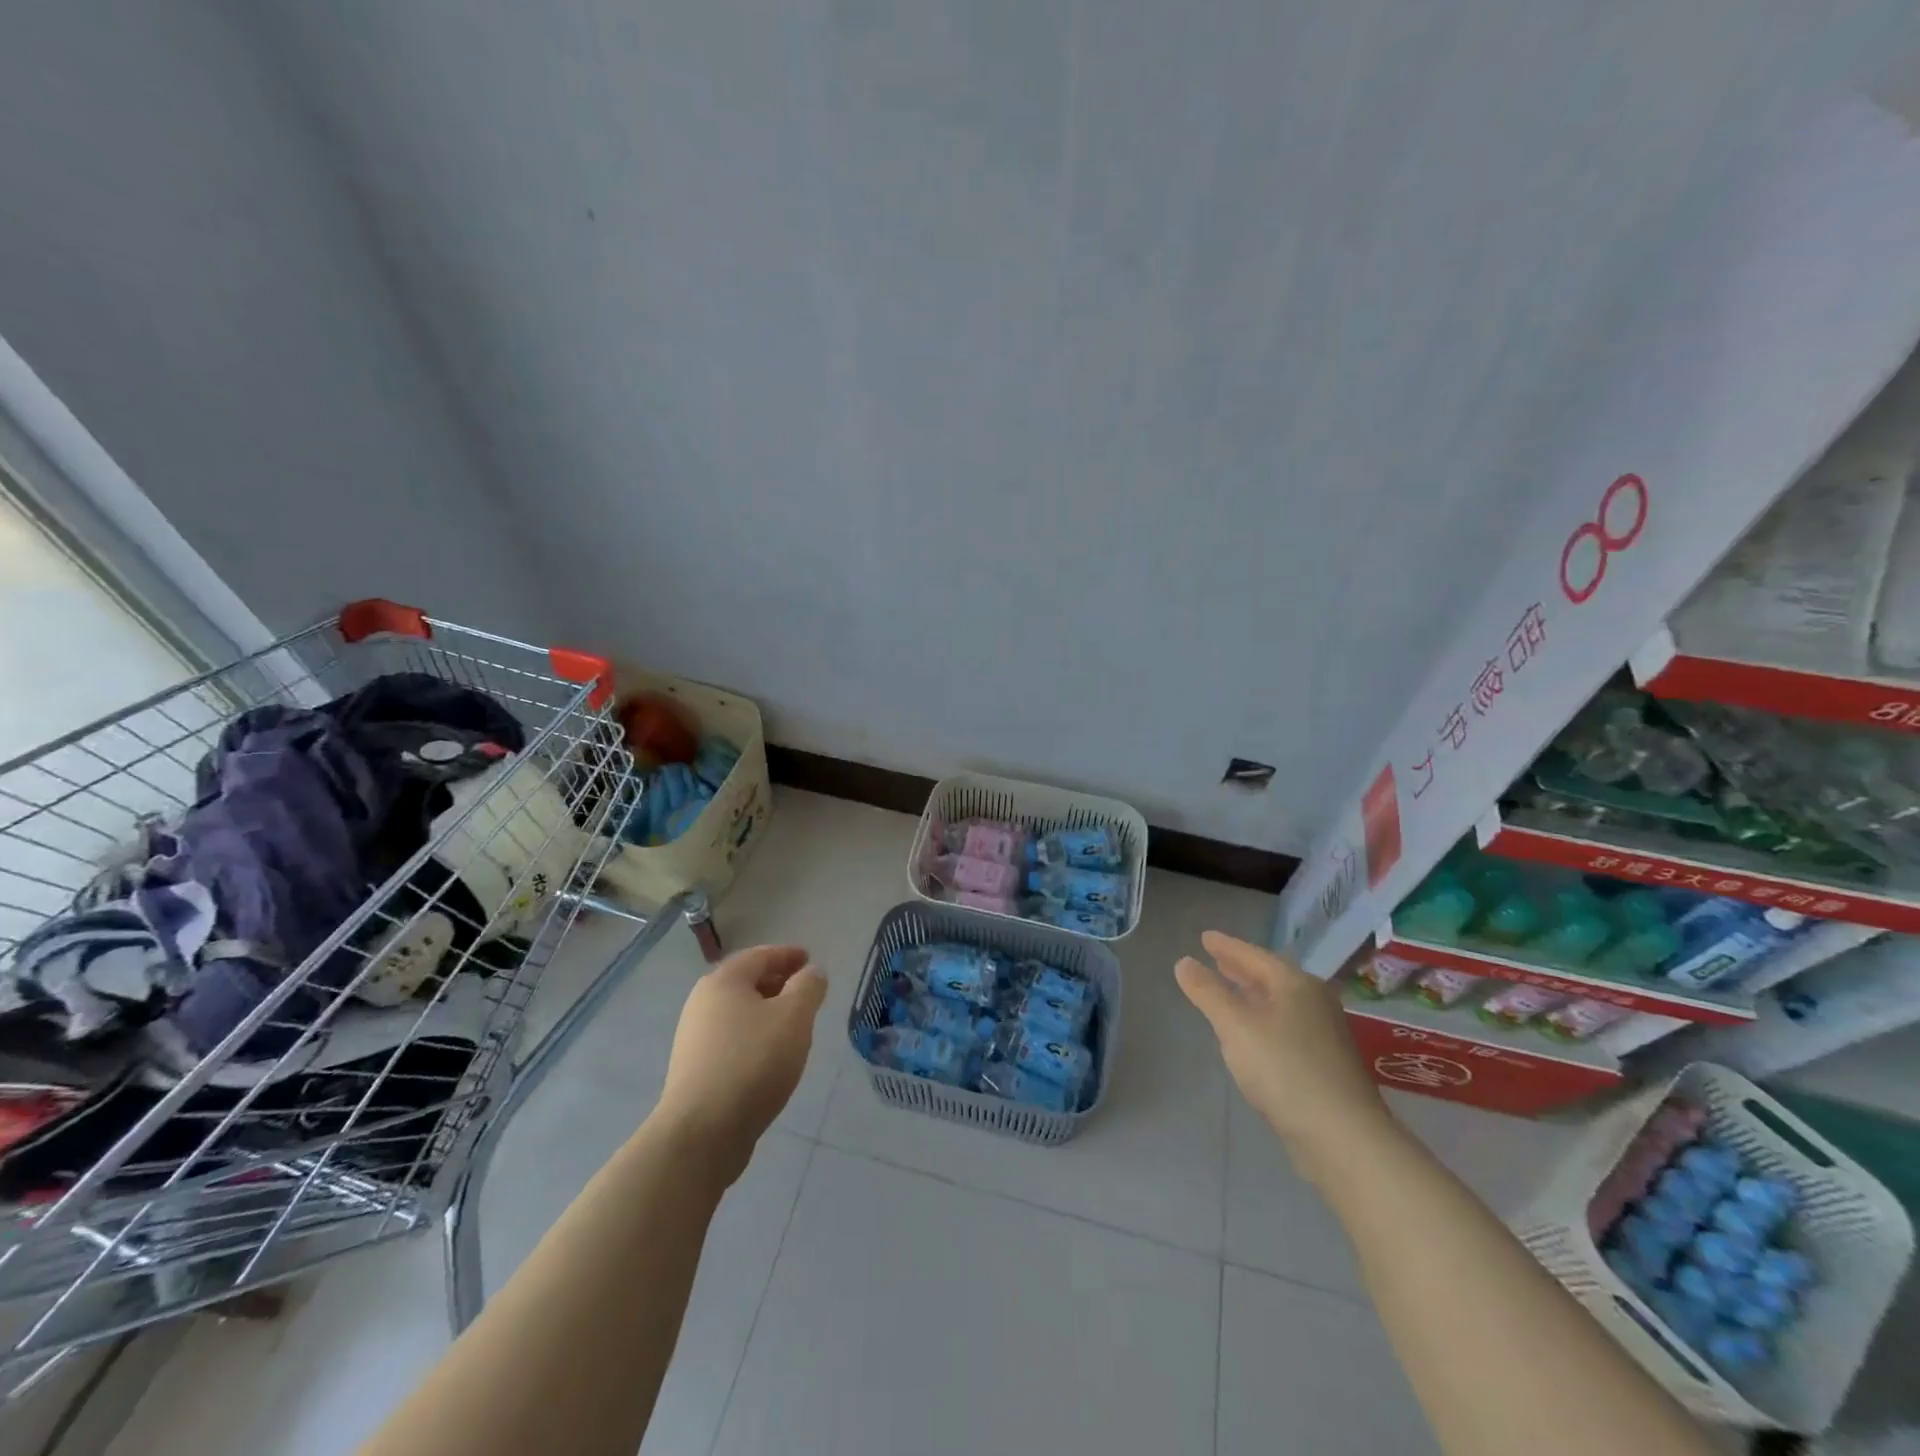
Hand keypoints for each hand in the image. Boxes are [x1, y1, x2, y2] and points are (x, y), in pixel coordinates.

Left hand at [656, 944, 826, 1184]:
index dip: (788, 955)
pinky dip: (754, 1035)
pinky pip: (732, 1038)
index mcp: (723, 981)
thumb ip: (808, 987)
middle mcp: (702, 1003)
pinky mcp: (695, 1069)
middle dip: (777, 982)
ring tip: (793, 1024)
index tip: (810, 959)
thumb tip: (812, 972)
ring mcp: (694, 1038)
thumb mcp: (794, 1017)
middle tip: (805, 990)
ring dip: (766, 1011)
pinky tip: (771, 1055)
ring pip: (738, 1012)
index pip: (760, 955)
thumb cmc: (753, 1062)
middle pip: (746, 982)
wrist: (702, 1133)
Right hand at [1176, 931, 1391, 1173]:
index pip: (1254, 955)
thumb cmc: (1285, 1069)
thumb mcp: (1235, 1026)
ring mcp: (1325, 1033)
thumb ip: (1207, 992)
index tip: (1205, 937)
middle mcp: (1315, 1001)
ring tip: (1230, 991)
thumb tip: (1184, 962)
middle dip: (1241, 968)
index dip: (1227, 946)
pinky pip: (1286, 1025)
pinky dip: (1265, 1018)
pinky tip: (1253, 1033)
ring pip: (1280, 1002)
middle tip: (1217, 959)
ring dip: (1253, 994)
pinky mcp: (1326, 1063)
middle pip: (1271, 976)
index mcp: (1296, 984)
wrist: (1343, 1136)